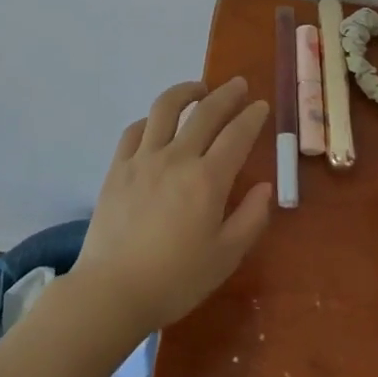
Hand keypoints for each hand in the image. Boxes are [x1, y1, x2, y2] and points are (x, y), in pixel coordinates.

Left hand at [76, 77, 272, 335]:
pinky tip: (157, 122)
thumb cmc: (175, 281)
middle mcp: (177, 158)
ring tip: (198, 89)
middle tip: (239, 85)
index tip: (261, 105)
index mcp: (207, 180)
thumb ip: (250, 219)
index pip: (236, 135)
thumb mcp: (224, 258)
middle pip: (206, 112)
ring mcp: (144, 158)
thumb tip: (265, 187)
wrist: (112, 292)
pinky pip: (135, 130)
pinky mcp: (118, 166)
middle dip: (227, 94)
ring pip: (166, 108)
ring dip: (186, 91)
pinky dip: (150, 119)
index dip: (252, 117)